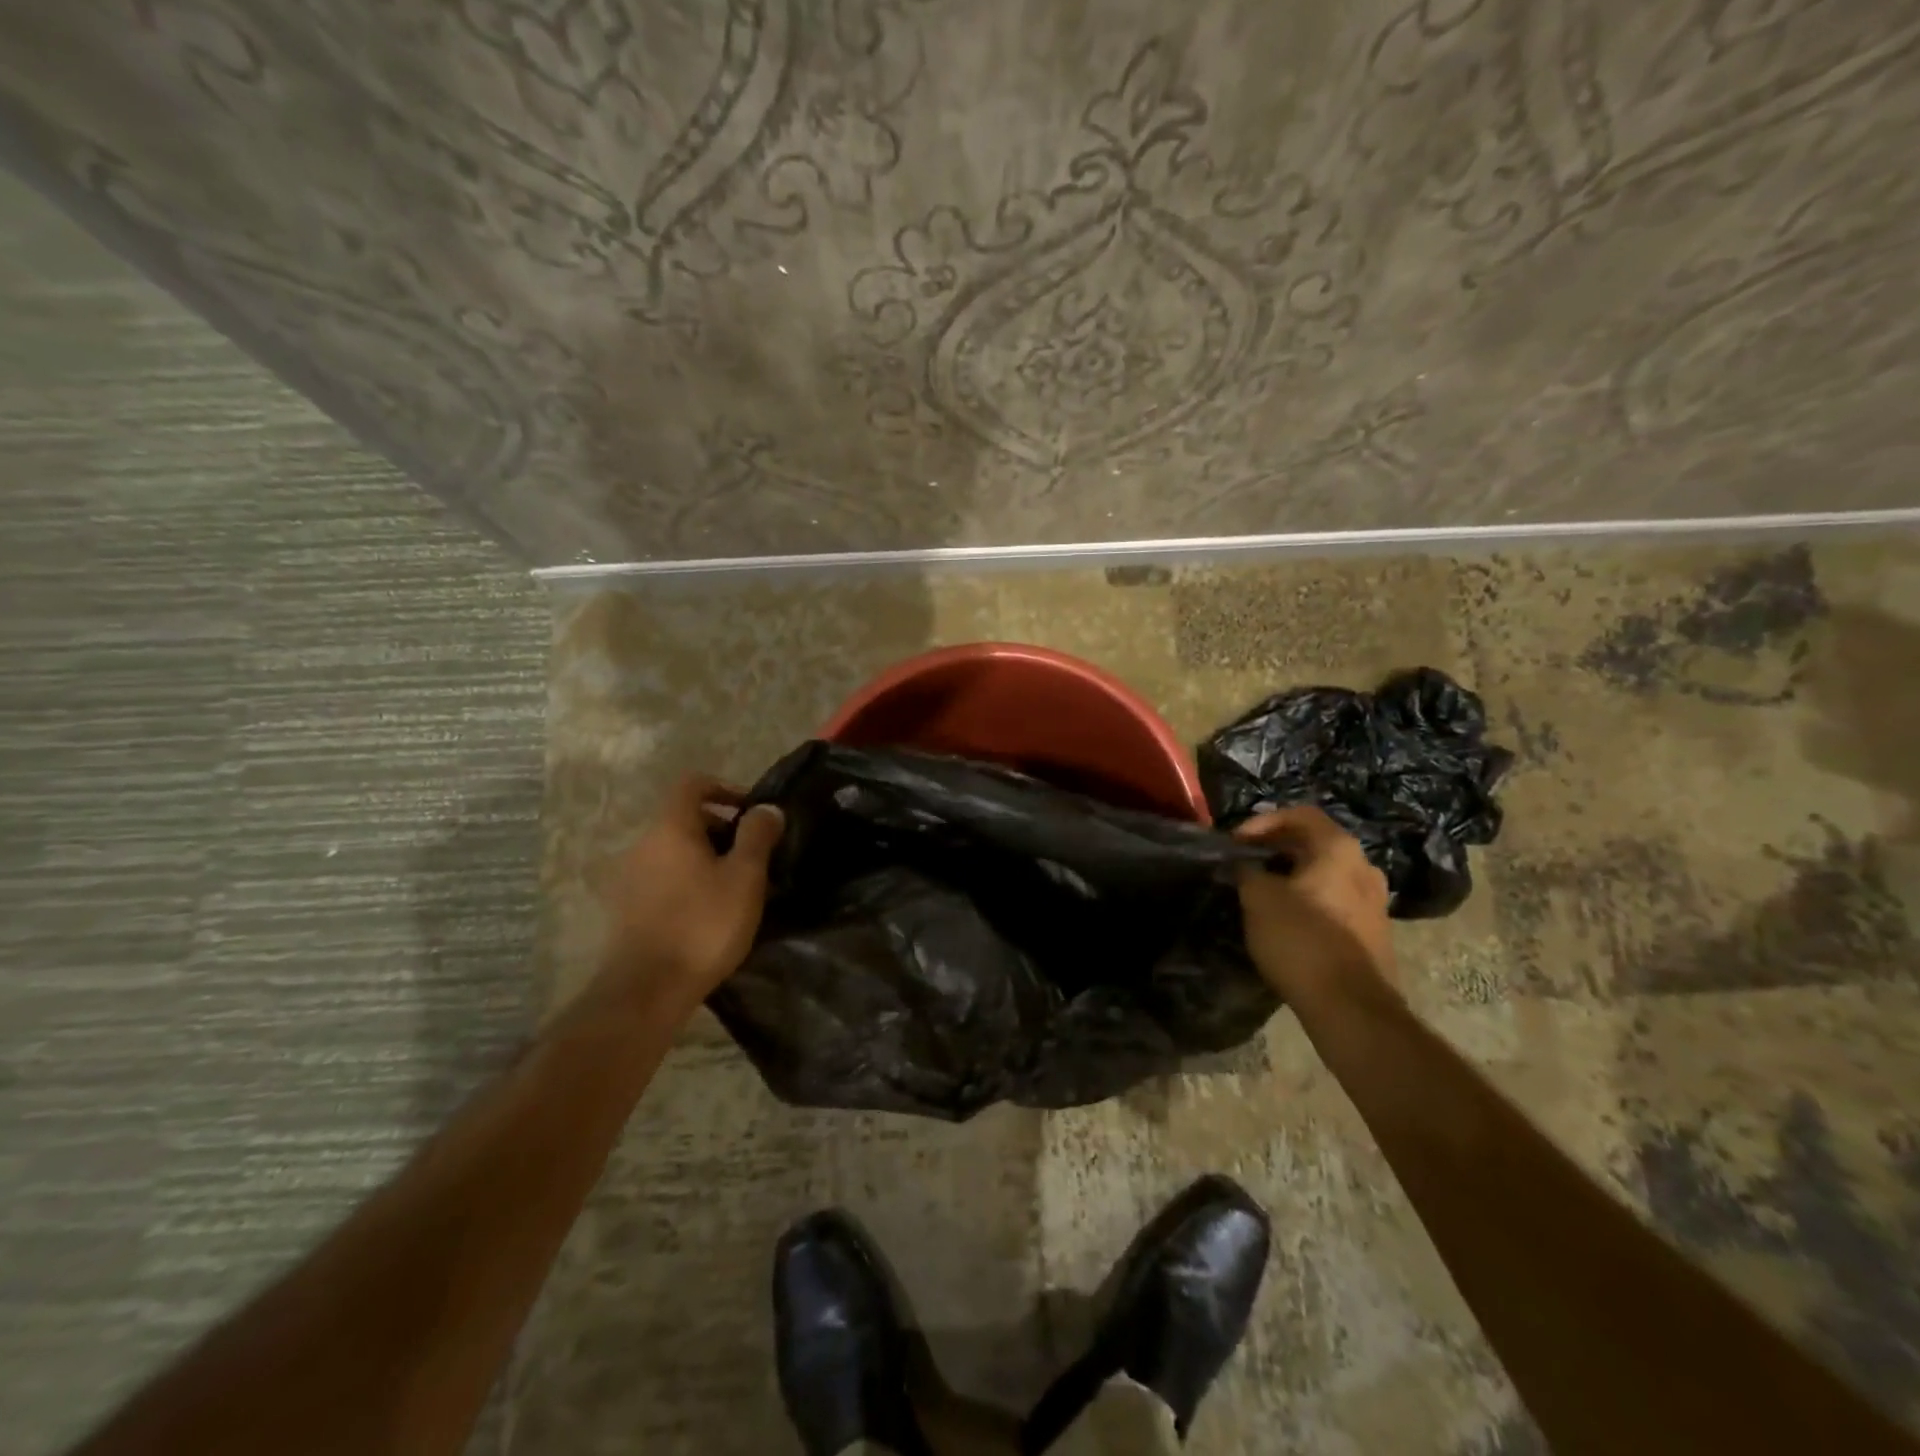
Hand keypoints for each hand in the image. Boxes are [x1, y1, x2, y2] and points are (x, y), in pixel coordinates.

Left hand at [600, 773, 784, 1012]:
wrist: (647, 990)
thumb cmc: (703, 925)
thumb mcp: (745, 876)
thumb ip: (757, 835)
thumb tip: (767, 808)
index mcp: (670, 828)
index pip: (693, 784)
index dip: (725, 788)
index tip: (752, 813)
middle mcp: (643, 844)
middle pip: (684, 819)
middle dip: (721, 829)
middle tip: (753, 857)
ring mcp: (629, 877)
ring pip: (674, 851)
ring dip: (706, 859)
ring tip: (736, 888)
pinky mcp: (625, 908)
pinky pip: (663, 878)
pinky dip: (688, 882)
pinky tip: (709, 913)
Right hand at [1234, 807, 1396, 1003]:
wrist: (1352, 1007)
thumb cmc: (1301, 939)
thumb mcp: (1258, 898)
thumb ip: (1247, 872)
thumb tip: (1245, 866)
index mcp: (1338, 850)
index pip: (1300, 814)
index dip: (1262, 822)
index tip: (1236, 842)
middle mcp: (1363, 868)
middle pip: (1315, 843)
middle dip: (1276, 849)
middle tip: (1245, 864)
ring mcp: (1374, 902)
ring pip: (1326, 874)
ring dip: (1292, 876)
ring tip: (1261, 892)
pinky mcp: (1373, 933)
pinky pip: (1335, 901)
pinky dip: (1308, 900)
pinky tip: (1286, 921)